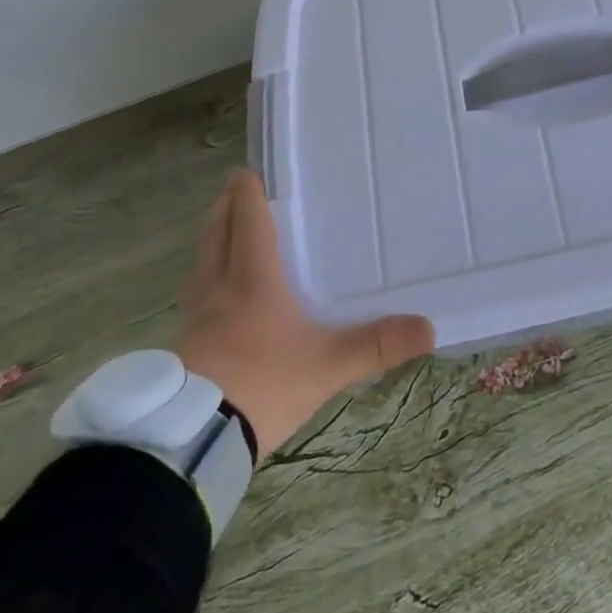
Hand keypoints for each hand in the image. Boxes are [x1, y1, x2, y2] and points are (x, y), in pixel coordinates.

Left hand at [174, 170, 434, 458]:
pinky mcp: (182, 350)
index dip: (247, 195)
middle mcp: (217, 290)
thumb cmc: (262, 384)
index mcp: (252, 281)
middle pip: (214, 236)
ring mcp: (194, 321)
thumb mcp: (327, 366)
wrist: (191, 440)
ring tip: (224, 236)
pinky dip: (206, 283)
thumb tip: (429, 328)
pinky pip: (195, 299)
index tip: (247, 172)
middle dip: (223, 210)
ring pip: (200, 267)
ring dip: (211, 244)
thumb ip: (376, 346)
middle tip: (233, 191)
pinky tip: (218, 300)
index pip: (248, 224)